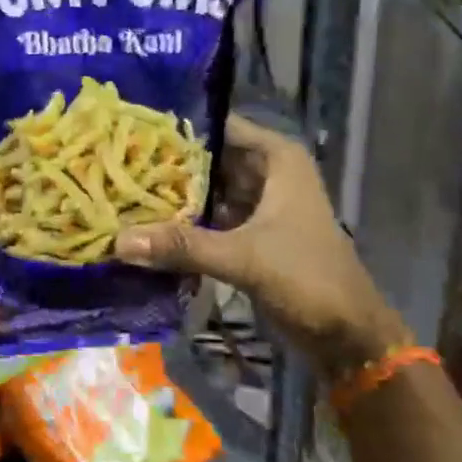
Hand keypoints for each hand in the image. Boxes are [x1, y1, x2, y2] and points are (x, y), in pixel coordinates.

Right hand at [113, 114, 411, 377]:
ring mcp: (257, 204)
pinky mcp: (248, 234)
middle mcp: (265, 173)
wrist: (347, 334)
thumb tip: (118, 241)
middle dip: (166, 163)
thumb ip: (183, 246)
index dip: (178, 126)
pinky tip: (143, 223)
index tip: (130, 128)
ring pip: (206, 189)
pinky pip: (207, 218)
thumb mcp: (244, 257)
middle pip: (207, 158)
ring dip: (171, 194)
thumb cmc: (308, 278)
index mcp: (276, 159)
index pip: (218, 126)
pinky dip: (182, 222)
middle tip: (114, 161)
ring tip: (119, 188)